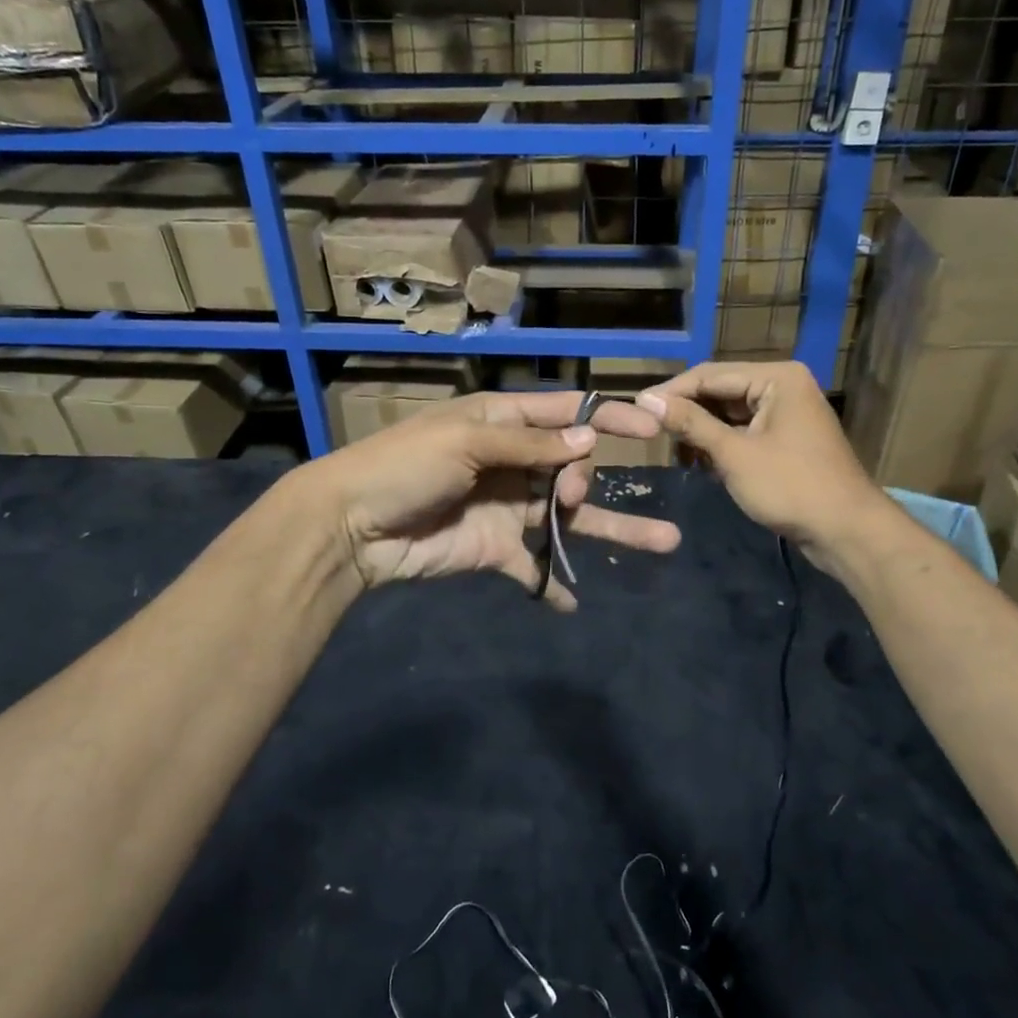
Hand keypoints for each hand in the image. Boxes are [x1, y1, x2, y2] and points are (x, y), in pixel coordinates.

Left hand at [303, 391, 681, 609]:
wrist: (352, 526)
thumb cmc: (405, 466)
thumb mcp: (466, 441)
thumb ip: (528, 445)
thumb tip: (588, 442)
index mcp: (502, 422)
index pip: (566, 414)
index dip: (609, 418)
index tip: (652, 428)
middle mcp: (512, 463)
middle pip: (573, 468)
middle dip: (585, 480)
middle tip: (571, 496)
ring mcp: (508, 509)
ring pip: (570, 518)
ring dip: (613, 530)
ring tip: (665, 541)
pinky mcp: (496, 550)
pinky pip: (534, 567)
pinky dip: (552, 585)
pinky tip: (573, 603)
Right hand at [639, 361, 885, 561]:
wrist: (846, 531)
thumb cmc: (790, 487)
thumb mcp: (733, 454)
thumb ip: (690, 423)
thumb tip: (645, 400)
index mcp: (776, 377)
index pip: (710, 374)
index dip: (671, 392)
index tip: (635, 410)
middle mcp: (783, 386)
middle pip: (720, 391)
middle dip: (688, 414)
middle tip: (652, 435)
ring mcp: (787, 413)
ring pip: (730, 413)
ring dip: (703, 433)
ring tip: (677, 455)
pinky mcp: (787, 439)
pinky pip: (744, 431)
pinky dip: (722, 445)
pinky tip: (702, 464)